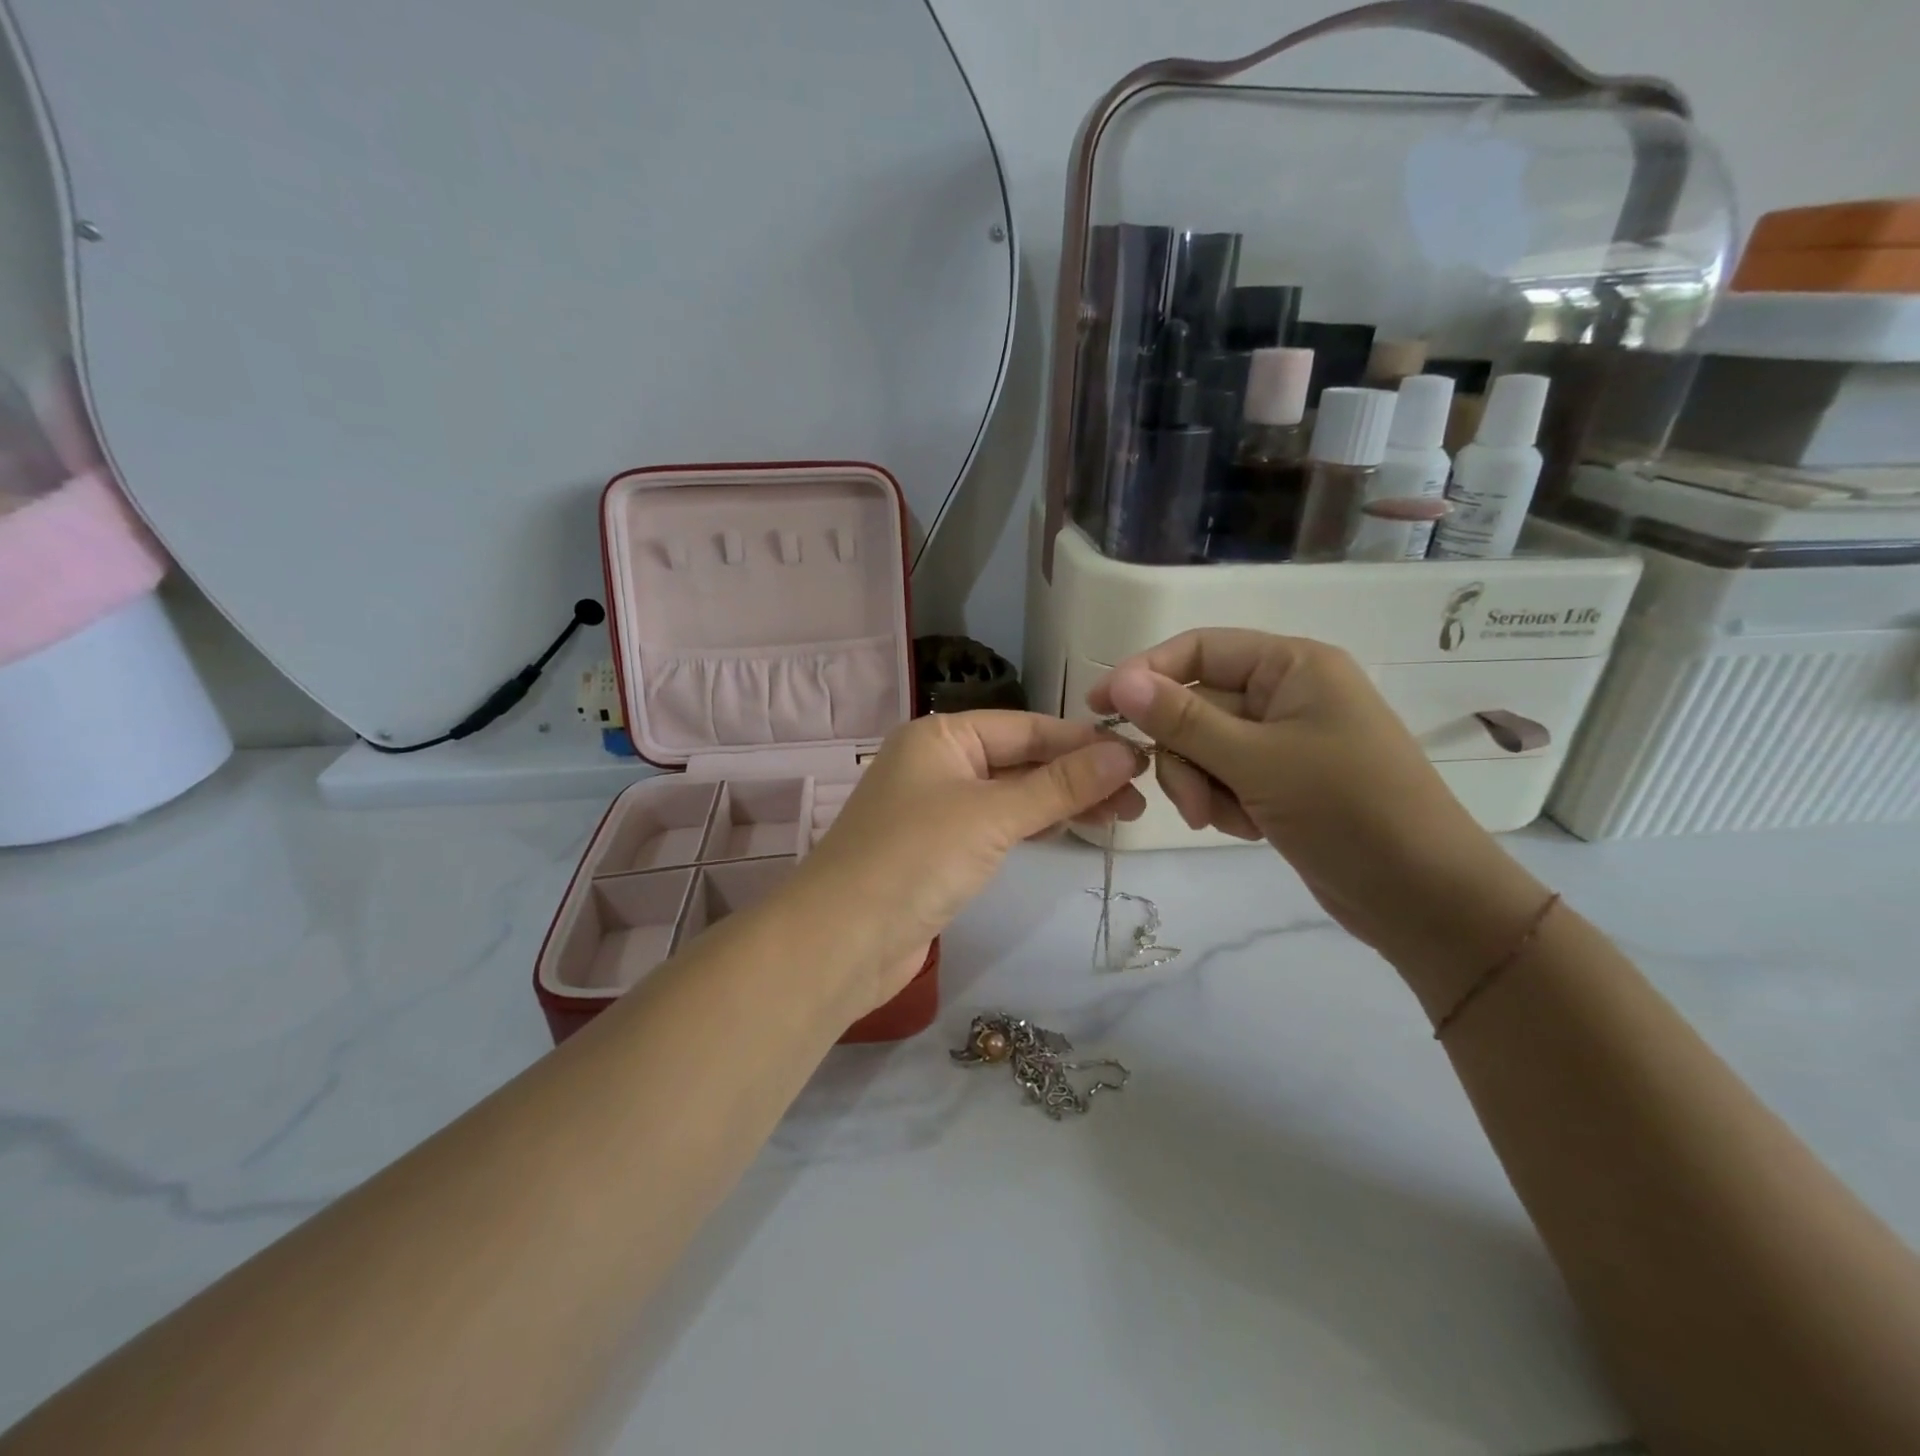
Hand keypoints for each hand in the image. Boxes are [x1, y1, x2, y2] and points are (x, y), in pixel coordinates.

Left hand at [788, 711, 1144, 1013]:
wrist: (843, 941)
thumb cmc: (916, 858)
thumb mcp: (993, 814)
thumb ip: (1059, 784)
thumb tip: (1123, 752)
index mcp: (941, 736)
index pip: (1026, 727)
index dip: (1082, 742)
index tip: (1139, 758)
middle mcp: (937, 763)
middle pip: (1020, 759)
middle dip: (1078, 775)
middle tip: (1138, 800)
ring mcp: (936, 807)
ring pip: (1012, 794)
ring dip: (1062, 802)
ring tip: (1120, 816)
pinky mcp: (939, 850)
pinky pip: (997, 825)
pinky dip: (1034, 825)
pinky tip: (1069, 830)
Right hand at [1087, 630, 1544, 978]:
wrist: (1422, 897)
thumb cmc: (1348, 810)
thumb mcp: (1256, 761)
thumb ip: (1183, 719)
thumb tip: (1121, 679)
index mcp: (1292, 666)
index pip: (1199, 649)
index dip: (1145, 673)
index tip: (1099, 708)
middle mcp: (1285, 693)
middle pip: (1194, 705)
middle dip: (1184, 755)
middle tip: (1193, 802)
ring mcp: (1283, 740)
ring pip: (1202, 747)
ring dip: (1200, 785)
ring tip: (1227, 820)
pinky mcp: (1280, 780)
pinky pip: (1223, 777)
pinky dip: (1221, 802)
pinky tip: (1248, 828)